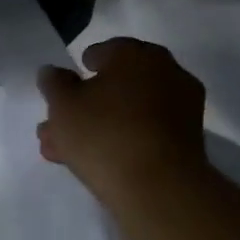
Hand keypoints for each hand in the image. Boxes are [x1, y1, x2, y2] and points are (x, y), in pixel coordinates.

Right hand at [37, 38, 207, 205]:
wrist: (159, 188)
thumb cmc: (104, 133)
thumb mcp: (63, 105)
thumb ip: (54, 84)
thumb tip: (53, 72)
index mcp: (136, 54)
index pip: (104, 51)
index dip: (80, 70)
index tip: (63, 91)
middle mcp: (165, 72)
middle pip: (115, 86)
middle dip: (83, 106)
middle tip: (57, 126)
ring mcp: (180, 108)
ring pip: (126, 113)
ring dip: (96, 127)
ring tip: (63, 151)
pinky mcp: (186, 141)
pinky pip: (144, 132)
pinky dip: (120, 141)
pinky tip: (92, 161)